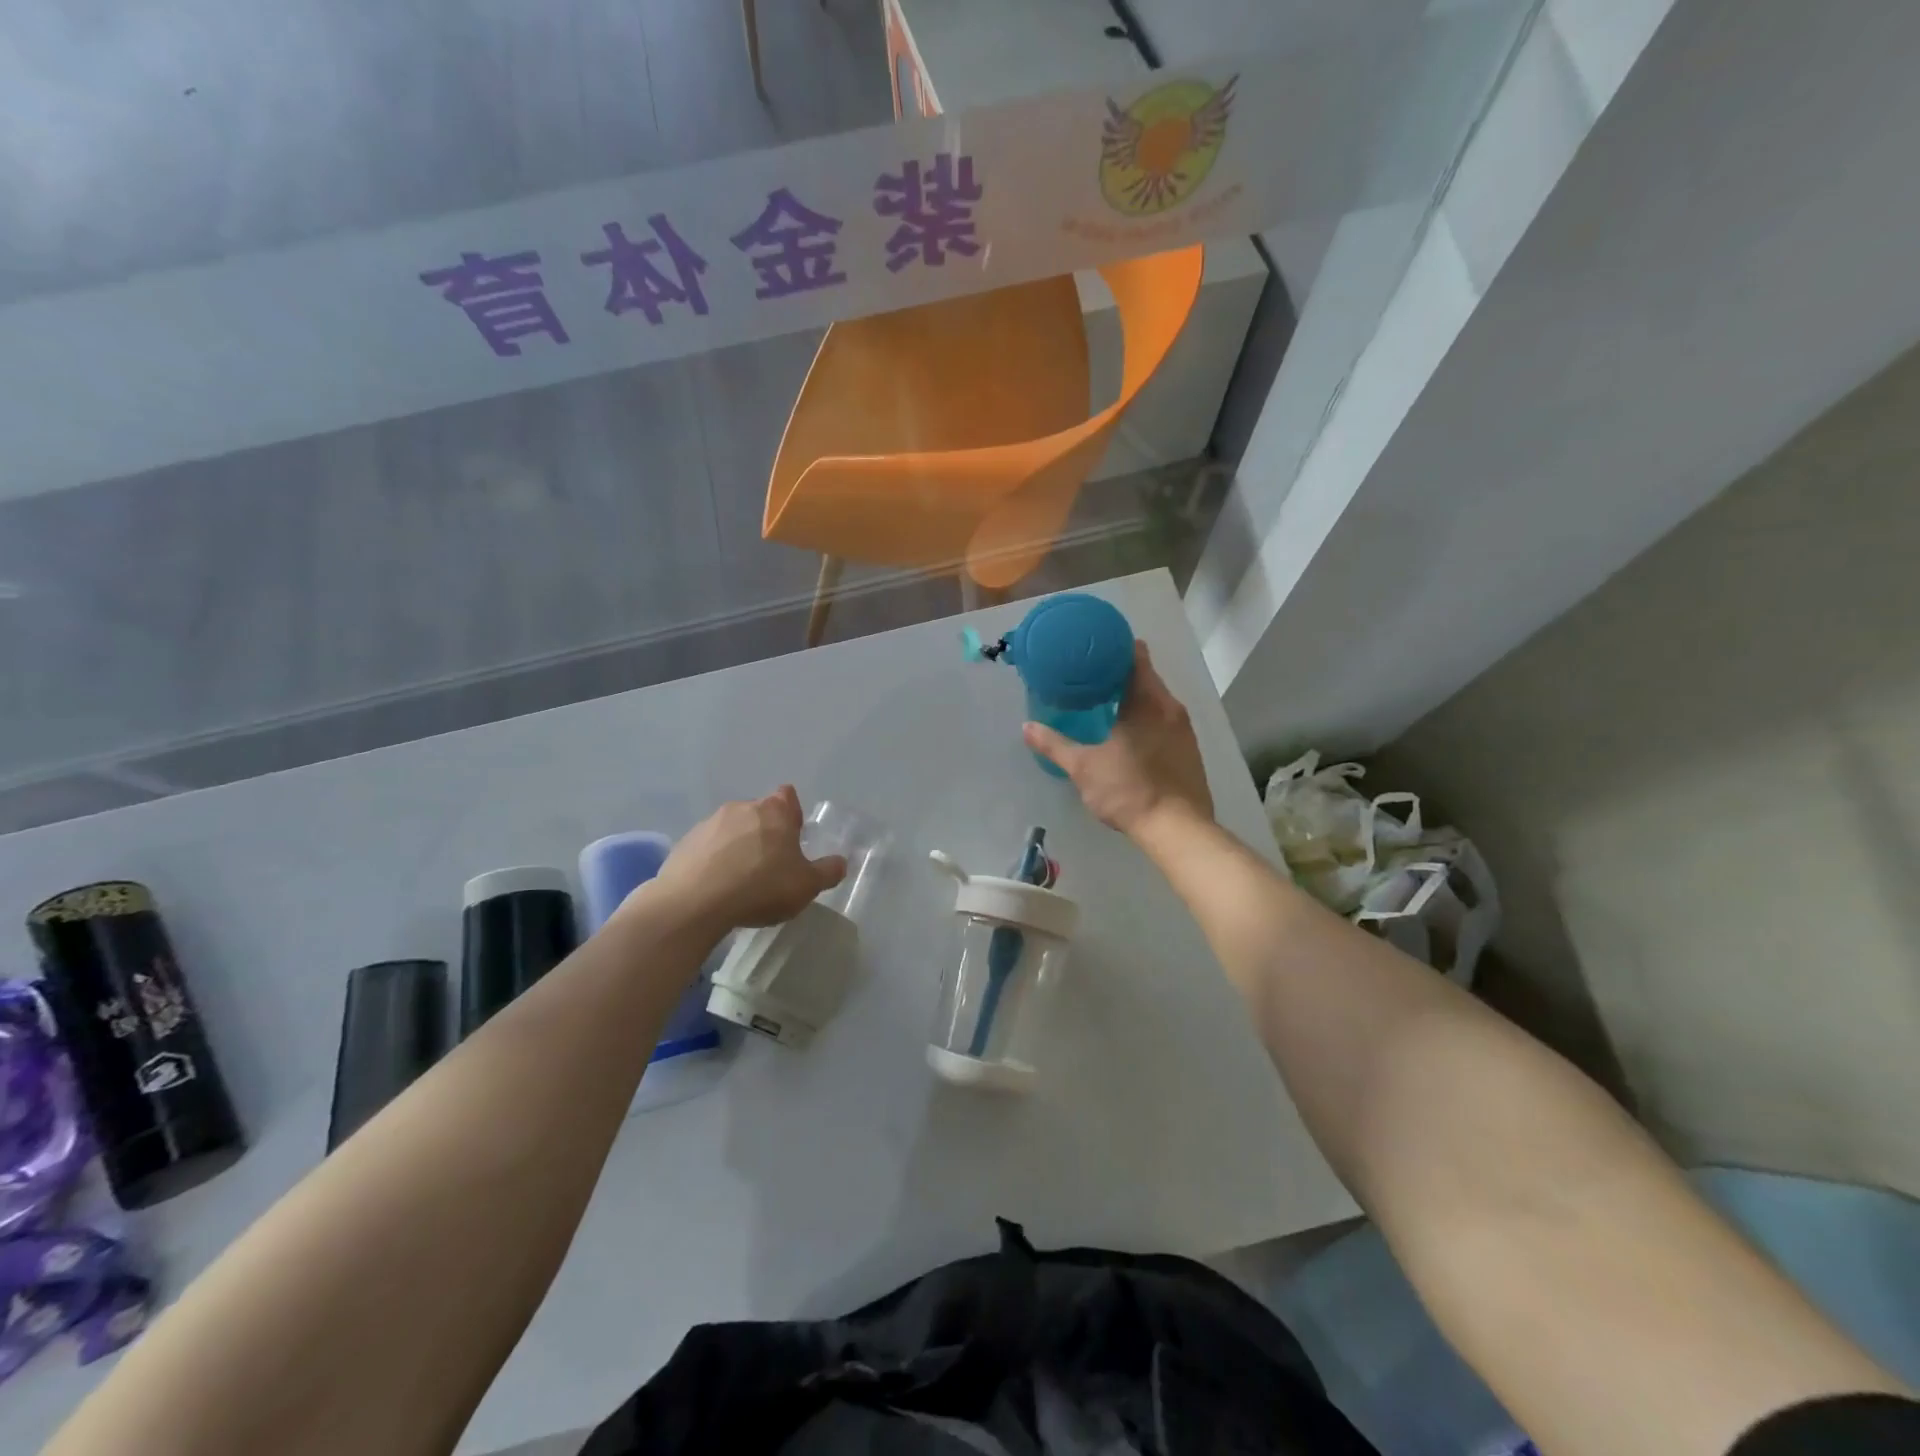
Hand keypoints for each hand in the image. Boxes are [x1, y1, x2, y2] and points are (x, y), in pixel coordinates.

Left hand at [649, 786, 846, 932]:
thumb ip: (827, 872)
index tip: (792, 836)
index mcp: (774, 812)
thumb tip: (841, 862)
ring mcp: (709, 824)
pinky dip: (713, 860)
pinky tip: (715, 887)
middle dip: (765, 832)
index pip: (787, 796)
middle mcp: (742, 808)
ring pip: (731, 829)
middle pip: (759, 813)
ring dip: (737, 846)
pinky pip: (706, 847)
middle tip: (770, 864)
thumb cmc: (760, 887)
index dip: (792, 814)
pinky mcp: (685, 843)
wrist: (694, 903)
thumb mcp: (806, 886)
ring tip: (740, 879)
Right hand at [1023, 641, 1213, 836]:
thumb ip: (1055, 745)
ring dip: (1135, 698)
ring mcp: (1184, 730)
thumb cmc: (1128, 790)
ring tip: (1107, 704)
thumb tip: (1027, 727)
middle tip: (1090, 678)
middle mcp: (1170, 707)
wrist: (1177, 829)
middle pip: (1146, 677)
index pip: (1136, 657)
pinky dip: (1148, 718)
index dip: (1115, 648)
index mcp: (1147, 701)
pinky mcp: (1190, 750)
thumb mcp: (1083, 768)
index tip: (1094, 649)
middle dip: (1121, 675)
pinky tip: (1130, 734)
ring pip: (1158, 701)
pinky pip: (1166, 721)